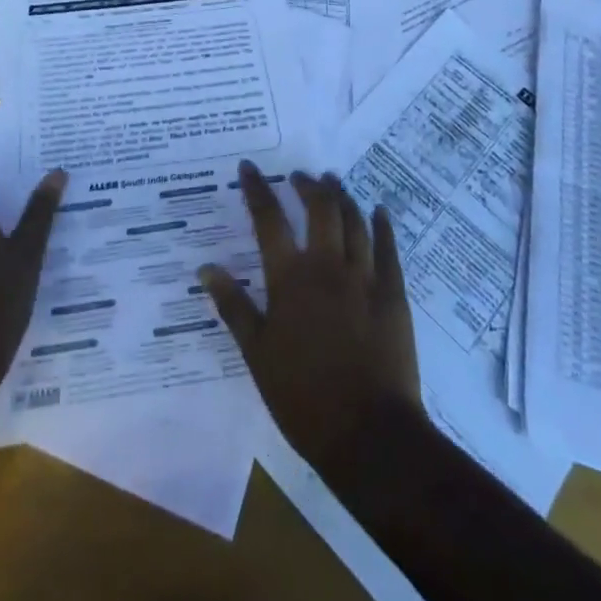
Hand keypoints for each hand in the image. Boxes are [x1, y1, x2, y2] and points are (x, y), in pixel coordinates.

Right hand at [201, 162, 421, 470]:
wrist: (369, 433)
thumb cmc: (304, 397)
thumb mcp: (257, 354)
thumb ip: (234, 307)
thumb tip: (206, 268)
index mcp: (290, 278)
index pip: (269, 220)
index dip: (257, 189)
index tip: (249, 167)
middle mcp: (327, 265)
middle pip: (318, 208)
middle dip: (307, 185)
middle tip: (300, 176)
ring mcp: (364, 276)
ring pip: (353, 220)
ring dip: (341, 196)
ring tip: (333, 182)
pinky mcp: (393, 293)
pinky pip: (388, 247)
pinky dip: (382, 224)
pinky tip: (379, 211)